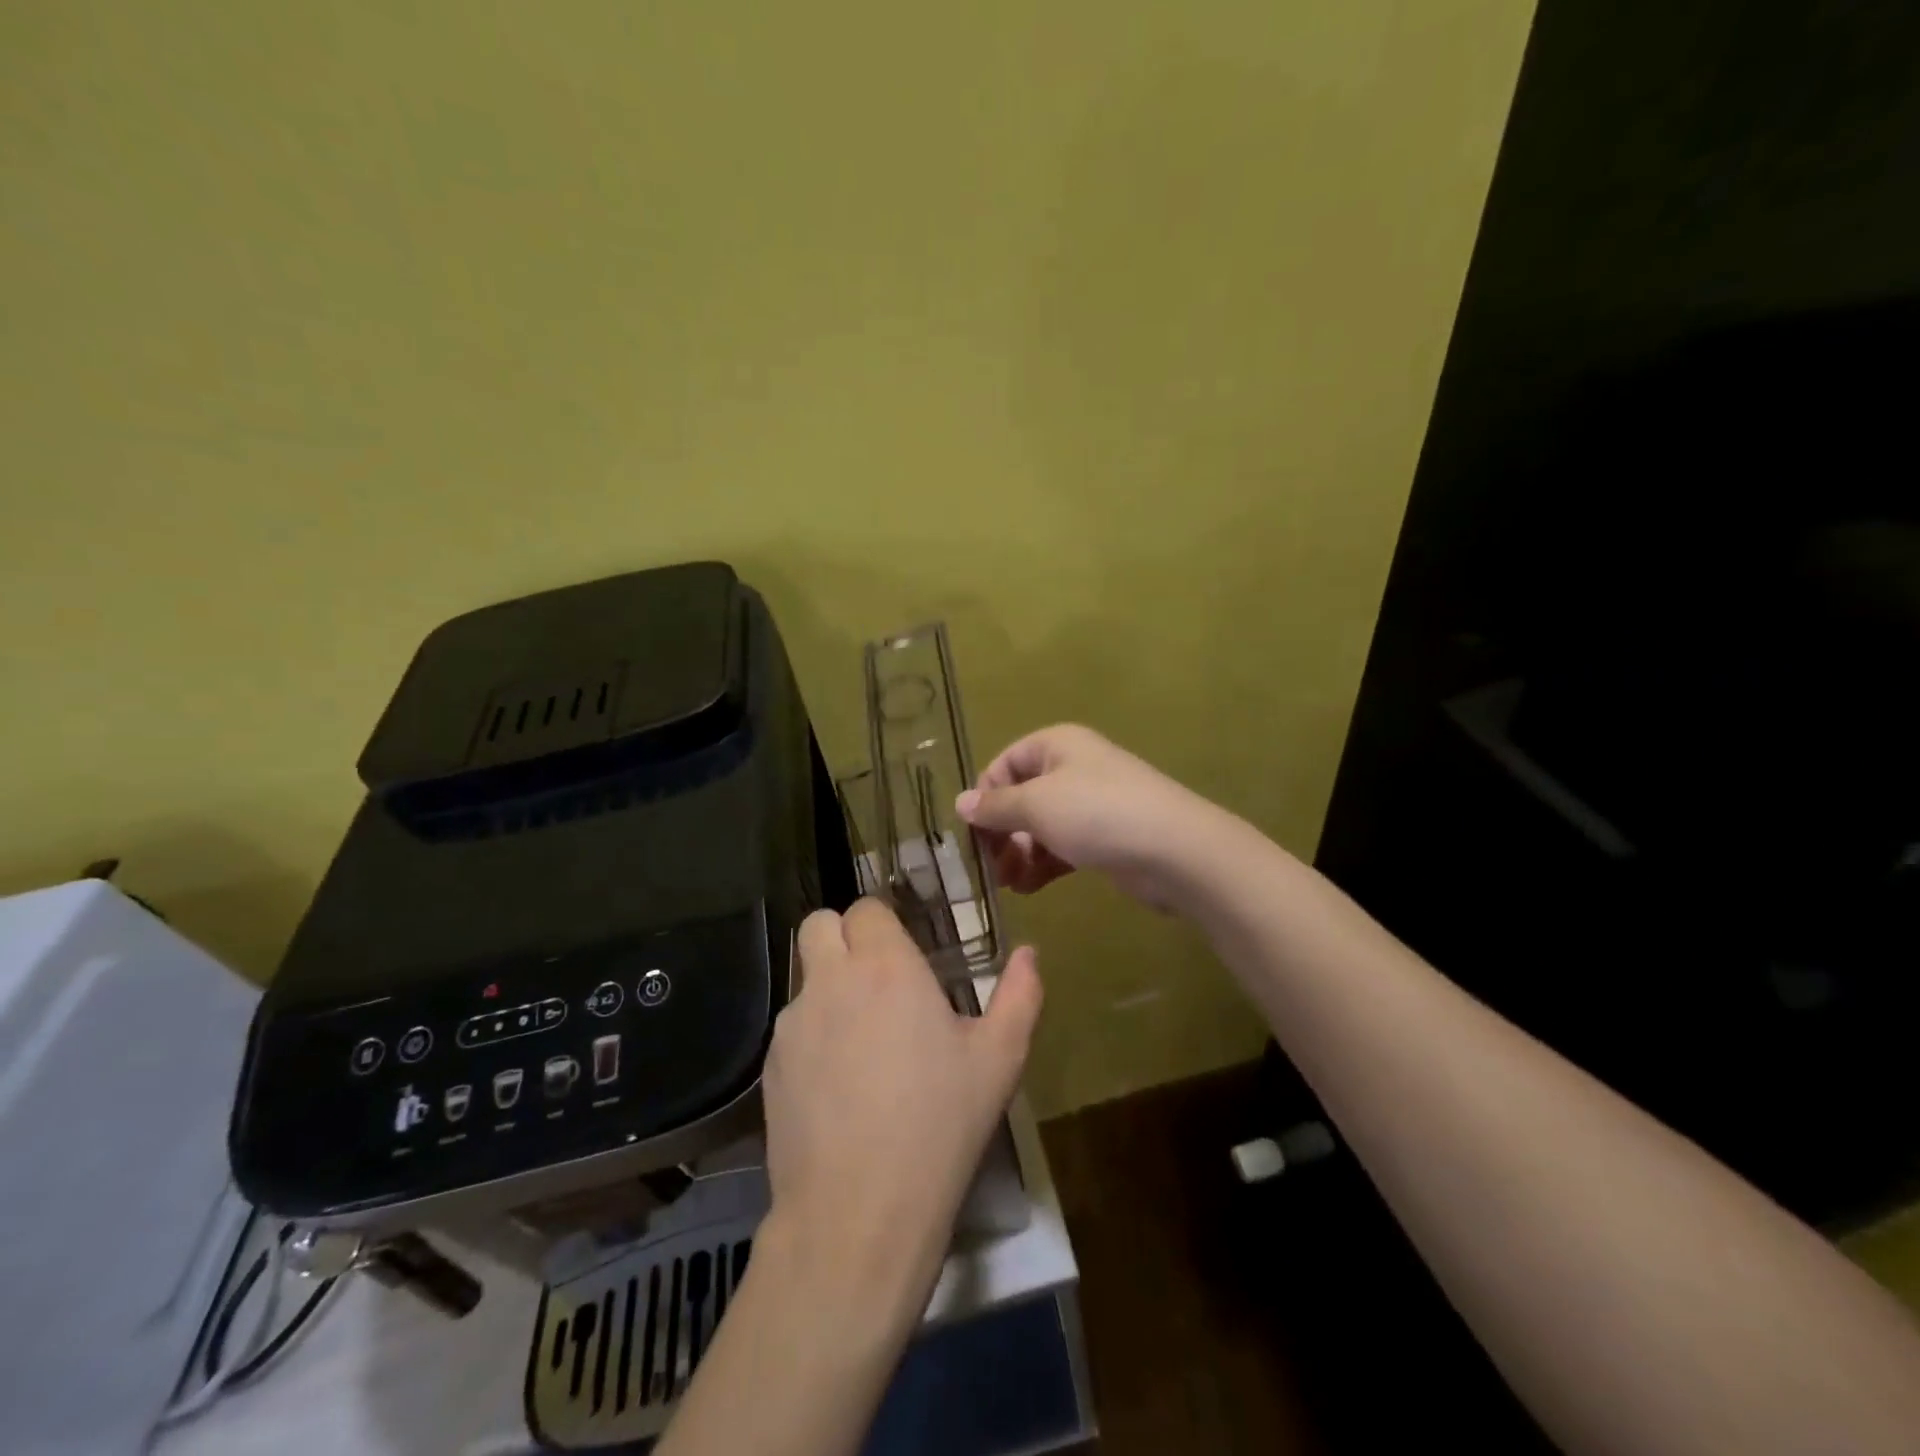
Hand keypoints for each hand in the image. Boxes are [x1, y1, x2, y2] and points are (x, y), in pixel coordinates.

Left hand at [760, 899, 1043, 1321]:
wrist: (858, 1213)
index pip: (866, 908)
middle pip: (819, 925)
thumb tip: (1028, 952)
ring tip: (863, 1045)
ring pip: (804, 979)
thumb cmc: (939, 1125)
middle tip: (876, 979)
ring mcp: (793, 1024)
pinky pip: (792, 1029)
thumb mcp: (999, 1060)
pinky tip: (838, 1088)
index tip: (905, 954)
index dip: (884, 923)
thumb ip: (1020, 994)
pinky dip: (812, 1037)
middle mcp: (830, 980)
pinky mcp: (770, 1067)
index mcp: (885, 966)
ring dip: (829, 989)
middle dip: (843, 938)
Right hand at [955, 723, 1227, 911]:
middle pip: (1020, 797)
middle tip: (991, 866)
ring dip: (1019, 854)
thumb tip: (960, 802)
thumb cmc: (1097, 813)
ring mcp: (1091, 804)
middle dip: (1002, 833)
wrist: (1174, 850)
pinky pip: (1062, 846)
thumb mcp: (1036, 805)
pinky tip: (1030, 887)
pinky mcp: (1104, 837)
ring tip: (1009, 884)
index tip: (975, 834)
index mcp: (1055, 746)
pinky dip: (1043, 865)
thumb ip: (996, 806)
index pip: (1004, 764)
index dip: (985, 797)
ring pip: (1040, 826)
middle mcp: (1072, 768)